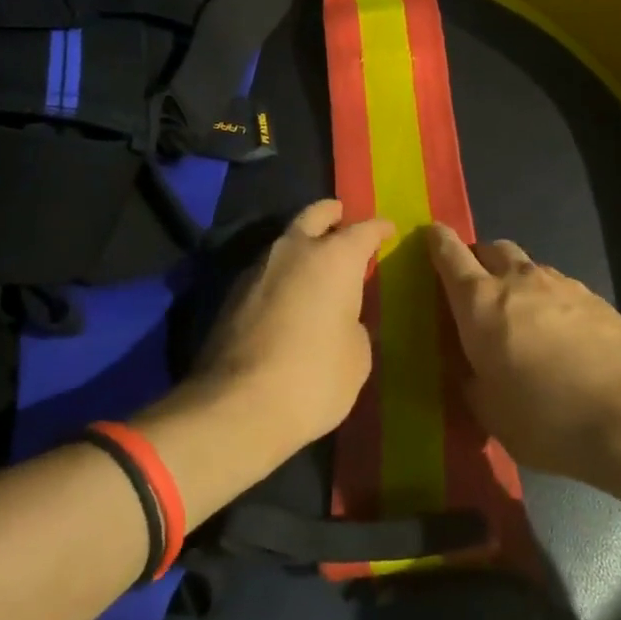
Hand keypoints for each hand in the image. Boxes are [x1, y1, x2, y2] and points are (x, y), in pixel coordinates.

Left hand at [190, 199, 394, 452]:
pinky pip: (266, 270)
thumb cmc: (314, 378)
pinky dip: (282, 273)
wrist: (238, 406)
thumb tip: (341, 320)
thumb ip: (354, 325)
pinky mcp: (232, 293)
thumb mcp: (357, 357)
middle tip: (341, 215)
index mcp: (335, 259)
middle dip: (331, 213)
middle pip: (314, 215)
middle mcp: (295, 251)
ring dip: (302, 244)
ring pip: (285, 241)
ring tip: (316, 261)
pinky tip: (289, 293)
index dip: (378, 229)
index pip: (363, 231)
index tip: (388, 228)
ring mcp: (258, 269)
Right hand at [427, 225, 620, 480]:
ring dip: (517, 281)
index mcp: (479, 303)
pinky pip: (560, 288)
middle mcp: (517, 281)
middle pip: (491, 248)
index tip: (431, 235)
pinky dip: (550, 300)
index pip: (449, 255)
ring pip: (528, 267)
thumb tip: (472, 368)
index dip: (437, 241)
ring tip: (523, 317)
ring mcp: (560, 284)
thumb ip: (472, 381)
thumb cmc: (545, 418)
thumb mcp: (490, 413)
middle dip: (479, 259)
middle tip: (477, 289)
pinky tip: (561, 335)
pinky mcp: (595, 297)